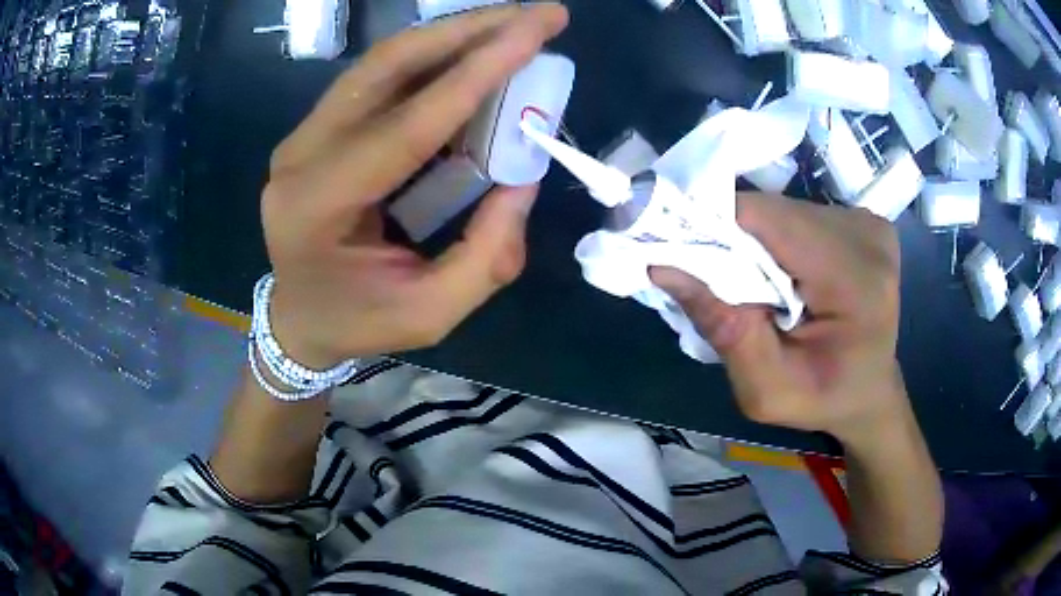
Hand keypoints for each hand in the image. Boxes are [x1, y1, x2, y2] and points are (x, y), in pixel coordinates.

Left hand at [260, 5, 569, 366]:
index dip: (476, 75)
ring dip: (452, 34)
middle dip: (469, 31)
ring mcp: (303, 135)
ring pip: (382, 61)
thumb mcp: (430, 314)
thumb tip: (526, 177)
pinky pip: (378, 77)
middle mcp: (302, 155)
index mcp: (319, 207)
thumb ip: (485, 255)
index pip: (407, 126)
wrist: (296, 317)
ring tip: (514, 23)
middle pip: (387, 67)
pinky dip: (432, 56)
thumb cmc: (357, 322)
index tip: (535, 34)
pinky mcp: (317, 127)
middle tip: (537, 14)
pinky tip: (473, 51)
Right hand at [650, 193, 907, 443]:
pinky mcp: (862, 220)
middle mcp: (867, 237)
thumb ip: (722, 328)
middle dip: (735, 239)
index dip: (716, 226)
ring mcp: (868, 223)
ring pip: (782, 209)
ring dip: (756, 240)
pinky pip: (799, 214)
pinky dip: (777, 238)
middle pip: (773, 211)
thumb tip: (662, 266)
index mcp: (855, 282)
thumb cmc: (822, 399)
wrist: (870, 392)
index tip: (681, 250)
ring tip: (755, 282)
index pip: (768, 220)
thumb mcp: (765, 390)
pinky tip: (784, 272)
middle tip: (720, 282)